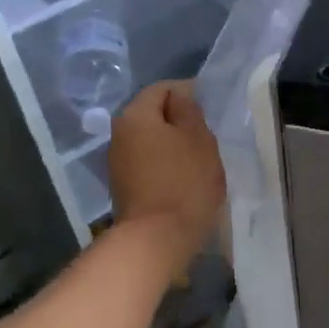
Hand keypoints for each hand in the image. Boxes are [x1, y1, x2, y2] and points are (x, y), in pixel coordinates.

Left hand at [108, 81, 224, 267]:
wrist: (157, 239)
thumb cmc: (184, 182)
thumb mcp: (199, 138)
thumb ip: (189, 110)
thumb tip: (181, 94)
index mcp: (135, 115)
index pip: (163, 88)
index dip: (189, 93)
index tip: (211, 111)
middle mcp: (118, 133)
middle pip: (153, 113)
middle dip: (180, 119)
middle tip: (208, 135)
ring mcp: (118, 162)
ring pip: (151, 139)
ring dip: (173, 142)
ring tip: (199, 157)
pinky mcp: (124, 185)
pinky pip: (148, 161)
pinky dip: (165, 162)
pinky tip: (184, 176)